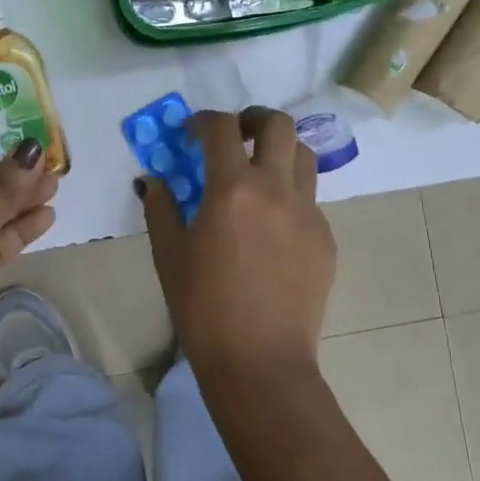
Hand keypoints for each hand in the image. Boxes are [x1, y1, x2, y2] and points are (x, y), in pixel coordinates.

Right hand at [140, 107, 335, 387]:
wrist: (259, 361)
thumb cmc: (202, 307)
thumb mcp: (168, 253)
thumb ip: (160, 207)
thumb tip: (153, 180)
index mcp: (233, 188)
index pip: (222, 128)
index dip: (204, 120)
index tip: (191, 133)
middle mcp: (276, 189)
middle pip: (279, 125)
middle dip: (254, 119)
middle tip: (236, 136)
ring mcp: (308, 213)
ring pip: (304, 157)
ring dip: (279, 151)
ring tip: (258, 173)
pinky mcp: (326, 239)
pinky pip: (309, 200)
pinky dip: (289, 195)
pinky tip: (270, 228)